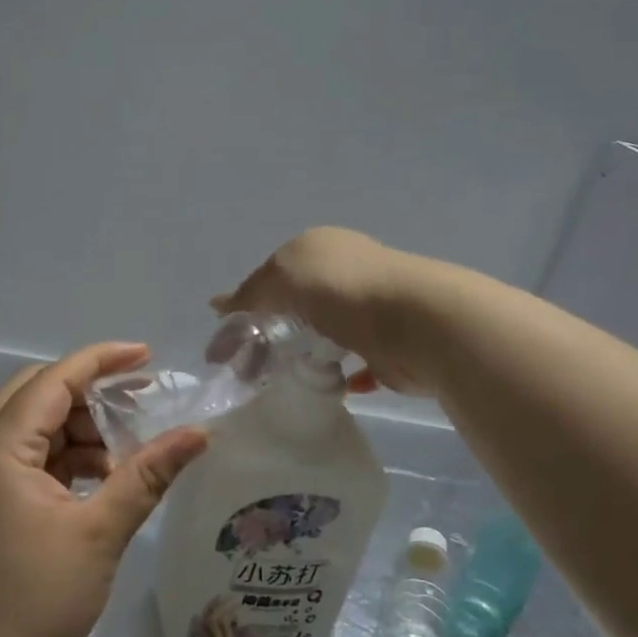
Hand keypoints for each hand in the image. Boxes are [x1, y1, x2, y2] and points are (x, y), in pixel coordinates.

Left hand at [0, 342, 208, 636]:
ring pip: (24, 426)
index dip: (101, 361)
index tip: (146, 356)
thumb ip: (148, 474)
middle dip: (86, 393)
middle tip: (135, 405)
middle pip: (32, 394)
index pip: (52, 381)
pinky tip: (93, 480)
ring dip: (73, 428)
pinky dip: (56, 457)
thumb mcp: (101, 532)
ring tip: (120, 456)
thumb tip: (198, 434)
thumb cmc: (39, 603)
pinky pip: (17, 458)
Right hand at [212, 227, 438, 394]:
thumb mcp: (283, 277)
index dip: (247, 307)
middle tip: (249, 369)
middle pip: (298, 307)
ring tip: (280, 382)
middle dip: (272, 334)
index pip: (273, 276)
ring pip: (326, 335)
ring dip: (306, 354)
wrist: (418, 323)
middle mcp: (346, 274)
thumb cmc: (343, 290)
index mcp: (321, 248)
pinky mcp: (387, 348)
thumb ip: (252, 292)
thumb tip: (219, 305)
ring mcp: (370, 312)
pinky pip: (357, 364)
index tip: (228, 344)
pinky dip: (342, 376)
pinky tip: (328, 388)